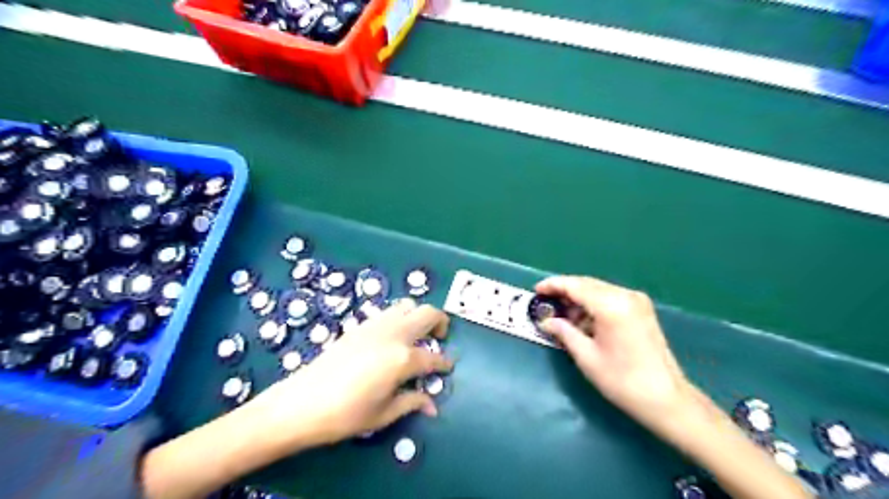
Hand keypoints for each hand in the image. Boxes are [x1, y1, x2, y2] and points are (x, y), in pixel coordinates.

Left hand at [241, 298, 452, 450]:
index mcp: (402, 358)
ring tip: (417, 336)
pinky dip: (400, 318)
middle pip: (427, 313)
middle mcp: (393, 334)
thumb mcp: (383, 414)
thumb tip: (431, 404)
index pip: (433, 357)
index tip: (448, 367)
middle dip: (441, 323)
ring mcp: (376, 325)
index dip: (444, 363)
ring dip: (418, 316)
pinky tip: (393, 337)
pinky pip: (389, 312)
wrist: (301, 403)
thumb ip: (411, 402)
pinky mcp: (361, 325)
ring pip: (407, 305)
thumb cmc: (345, 415)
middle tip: (440, 339)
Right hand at [535, 274, 694, 434]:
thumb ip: (564, 332)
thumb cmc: (622, 380)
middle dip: (565, 291)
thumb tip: (546, 321)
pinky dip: (593, 304)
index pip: (575, 285)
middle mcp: (625, 296)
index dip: (553, 285)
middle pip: (587, 284)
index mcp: (611, 305)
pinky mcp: (641, 310)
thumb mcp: (586, 356)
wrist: (666, 399)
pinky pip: (610, 298)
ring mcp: (636, 301)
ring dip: (579, 299)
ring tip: (562, 316)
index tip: (536, 291)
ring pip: (598, 290)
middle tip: (546, 304)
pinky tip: (583, 320)